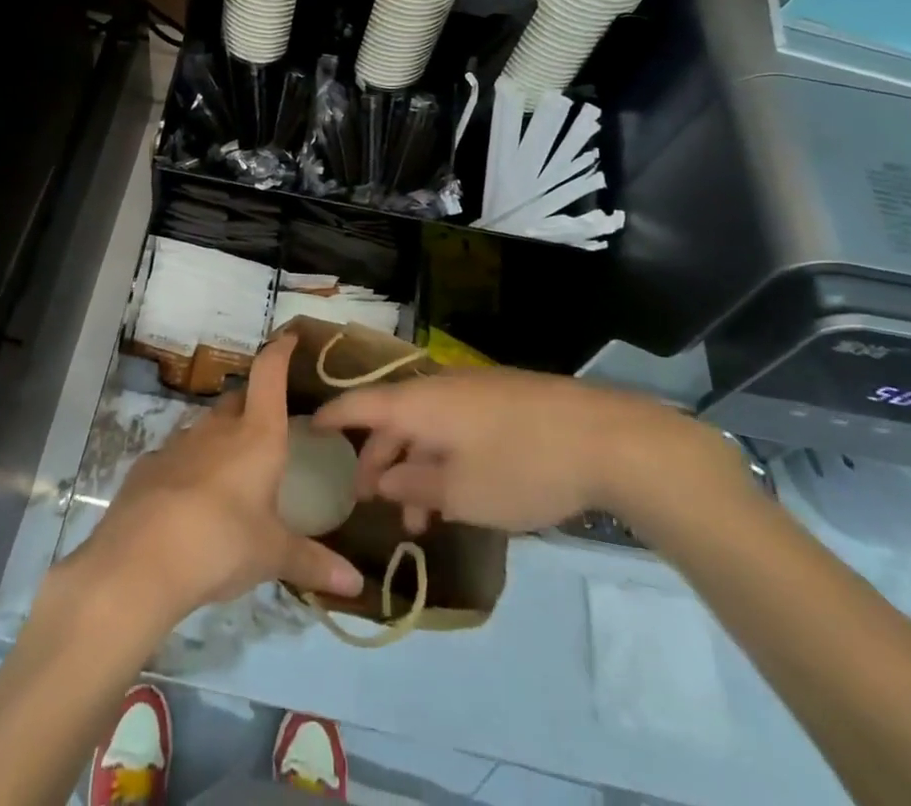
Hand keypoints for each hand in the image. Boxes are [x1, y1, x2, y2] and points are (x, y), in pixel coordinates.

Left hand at [65, 331, 363, 633]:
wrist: (140, 560)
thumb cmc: (222, 543)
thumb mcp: (272, 555)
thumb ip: (313, 563)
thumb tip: (357, 586)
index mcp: (256, 435)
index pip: (269, 374)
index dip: (279, 351)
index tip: (288, 337)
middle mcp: (218, 428)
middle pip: (238, 399)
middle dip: (252, 404)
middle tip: (267, 426)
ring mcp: (178, 443)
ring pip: (206, 427)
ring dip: (220, 439)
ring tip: (232, 470)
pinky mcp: (149, 465)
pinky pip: (177, 456)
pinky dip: (189, 468)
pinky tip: (191, 500)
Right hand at [312, 367, 751, 535]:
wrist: (605, 438)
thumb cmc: (521, 466)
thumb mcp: (460, 491)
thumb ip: (413, 485)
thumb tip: (382, 479)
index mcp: (419, 402)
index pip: (359, 403)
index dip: (331, 417)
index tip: (306, 430)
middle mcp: (439, 388)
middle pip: (392, 420)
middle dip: (376, 461)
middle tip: (365, 500)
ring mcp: (473, 394)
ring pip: (426, 429)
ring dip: (413, 470)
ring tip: (417, 521)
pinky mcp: (502, 404)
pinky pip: (454, 429)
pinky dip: (443, 460)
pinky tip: (456, 497)